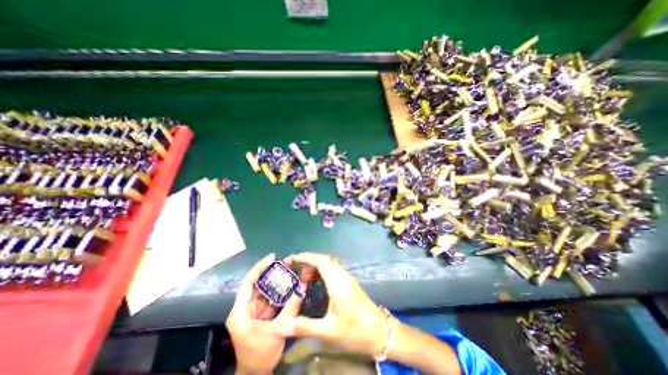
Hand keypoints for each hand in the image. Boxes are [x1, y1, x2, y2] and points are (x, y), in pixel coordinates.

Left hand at [227, 254, 303, 373]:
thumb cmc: (261, 355)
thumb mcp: (278, 330)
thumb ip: (291, 307)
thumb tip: (302, 287)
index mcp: (240, 312)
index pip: (248, 283)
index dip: (259, 268)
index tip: (272, 257)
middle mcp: (244, 308)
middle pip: (256, 284)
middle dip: (271, 272)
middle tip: (285, 263)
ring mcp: (251, 311)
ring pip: (263, 290)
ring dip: (275, 281)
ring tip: (288, 271)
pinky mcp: (258, 314)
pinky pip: (268, 298)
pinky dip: (278, 292)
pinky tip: (288, 285)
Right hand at [280, 254, 388, 355]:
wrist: (380, 332)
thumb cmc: (355, 331)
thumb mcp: (329, 331)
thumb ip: (305, 327)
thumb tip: (283, 326)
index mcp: (337, 283)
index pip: (321, 261)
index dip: (306, 257)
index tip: (292, 259)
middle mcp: (343, 276)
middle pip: (325, 259)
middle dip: (308, 262)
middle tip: (296, 275)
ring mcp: (347, 278)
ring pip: (329, 264)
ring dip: (315, 267)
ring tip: (304, 281)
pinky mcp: (349, 283)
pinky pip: (333, 270)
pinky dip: (322, 272)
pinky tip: (317, 284)